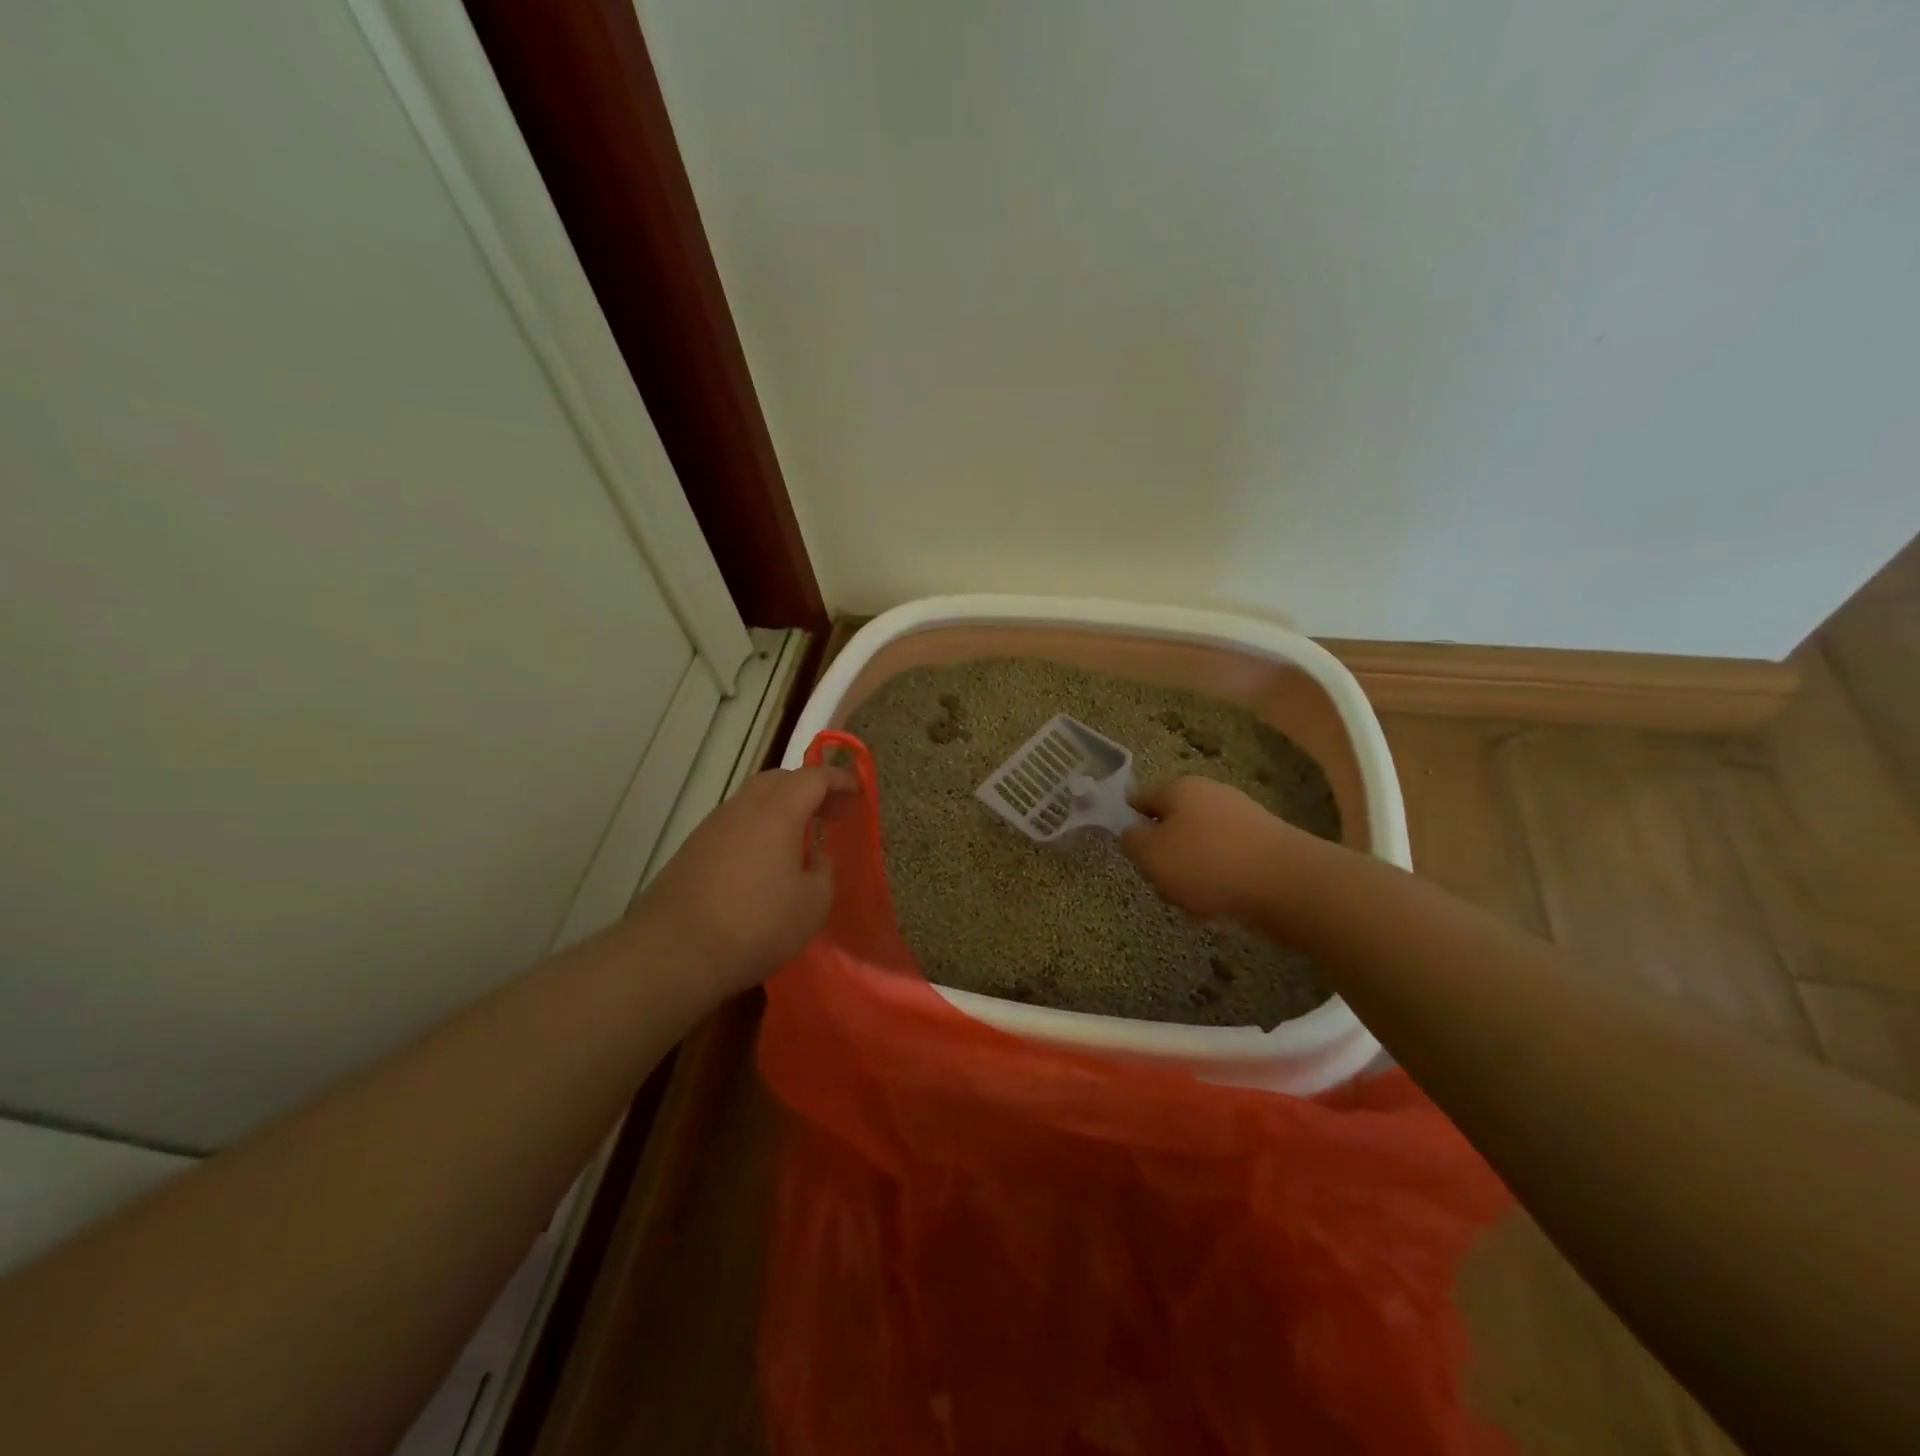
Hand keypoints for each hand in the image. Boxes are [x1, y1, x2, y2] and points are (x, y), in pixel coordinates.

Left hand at [636, 765, 856, 993]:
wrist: (673, 952)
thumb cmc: (756, 924)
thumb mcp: (813, 903)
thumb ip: (823, 870)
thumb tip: (815, 855)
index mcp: (778, 810)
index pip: (814, 777)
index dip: (839, 780)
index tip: (857, 792)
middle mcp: (743, 807)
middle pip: (780, 780)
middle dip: (809, 789)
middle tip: (831, 813)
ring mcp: (712, 826)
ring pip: (754, 800)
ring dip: (781, 808)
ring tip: (801, 837)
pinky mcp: (692, 849)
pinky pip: (735, 824)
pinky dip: (758, 828)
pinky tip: (765, 861)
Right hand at [1120, 776, 1311, 926]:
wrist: (1289, 885)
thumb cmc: (1208, 864)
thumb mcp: (1151, 854)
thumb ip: (1131, 842)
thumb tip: (1133, 834)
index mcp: (1180, 788)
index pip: (1140, 799)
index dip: (1129, 825)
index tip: (1131, 854)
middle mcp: (1211, 796)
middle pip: (1171, 829)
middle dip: (1164, 861)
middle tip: (1164, 885)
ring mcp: (1241, 821)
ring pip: (1198, 852)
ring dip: (1190, 880)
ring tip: (1196, 905)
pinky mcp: (1263, 849)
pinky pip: (1226, 866)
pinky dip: (1219, 887)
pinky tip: (1221, 910)